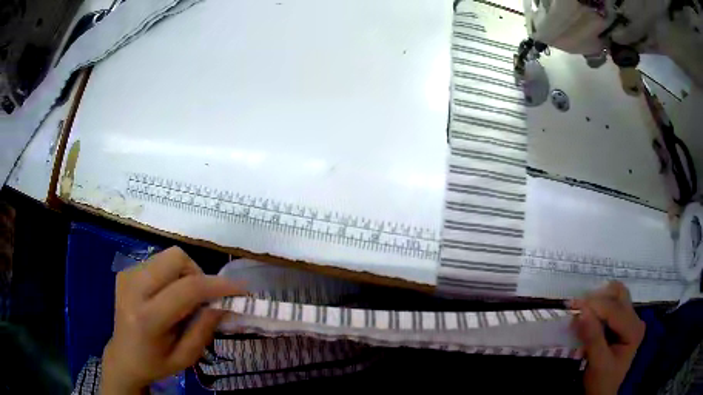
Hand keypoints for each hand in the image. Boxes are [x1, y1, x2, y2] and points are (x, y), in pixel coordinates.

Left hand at [100, 247, 242, 394]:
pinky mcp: (126, 271)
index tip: (240, 288)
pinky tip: (167, 295)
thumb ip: (204, 329)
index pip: (187, 289)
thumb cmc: (156, 363)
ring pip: (168, 256)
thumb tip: (222, 303)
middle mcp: (134, 289)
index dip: (217, 285)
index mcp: (148, 318)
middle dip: (198, 273)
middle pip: (176, 258)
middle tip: (203, 297)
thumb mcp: (185, 357)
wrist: (123, 356)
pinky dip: (171, 275)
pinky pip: (158, 262)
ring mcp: (127, 276)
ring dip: (185, 273)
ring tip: (184, 298)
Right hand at [570, 281, 645, 394]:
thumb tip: (582, 312)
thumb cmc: (602, 381)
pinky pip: (611, 307)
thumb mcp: (597, 363)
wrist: (602, 393)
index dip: (596, 305)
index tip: (574, 304)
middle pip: (620, 296)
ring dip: (598, 300)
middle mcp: (635, 320)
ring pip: (616, 297)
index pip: (616, 311)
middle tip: (578, 304)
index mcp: (634, 330)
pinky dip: (598, 308)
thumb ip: (592, 337)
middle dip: (599, 297)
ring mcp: (630, 320)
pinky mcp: (622, 323)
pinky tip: (587, 315)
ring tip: (581, 308)